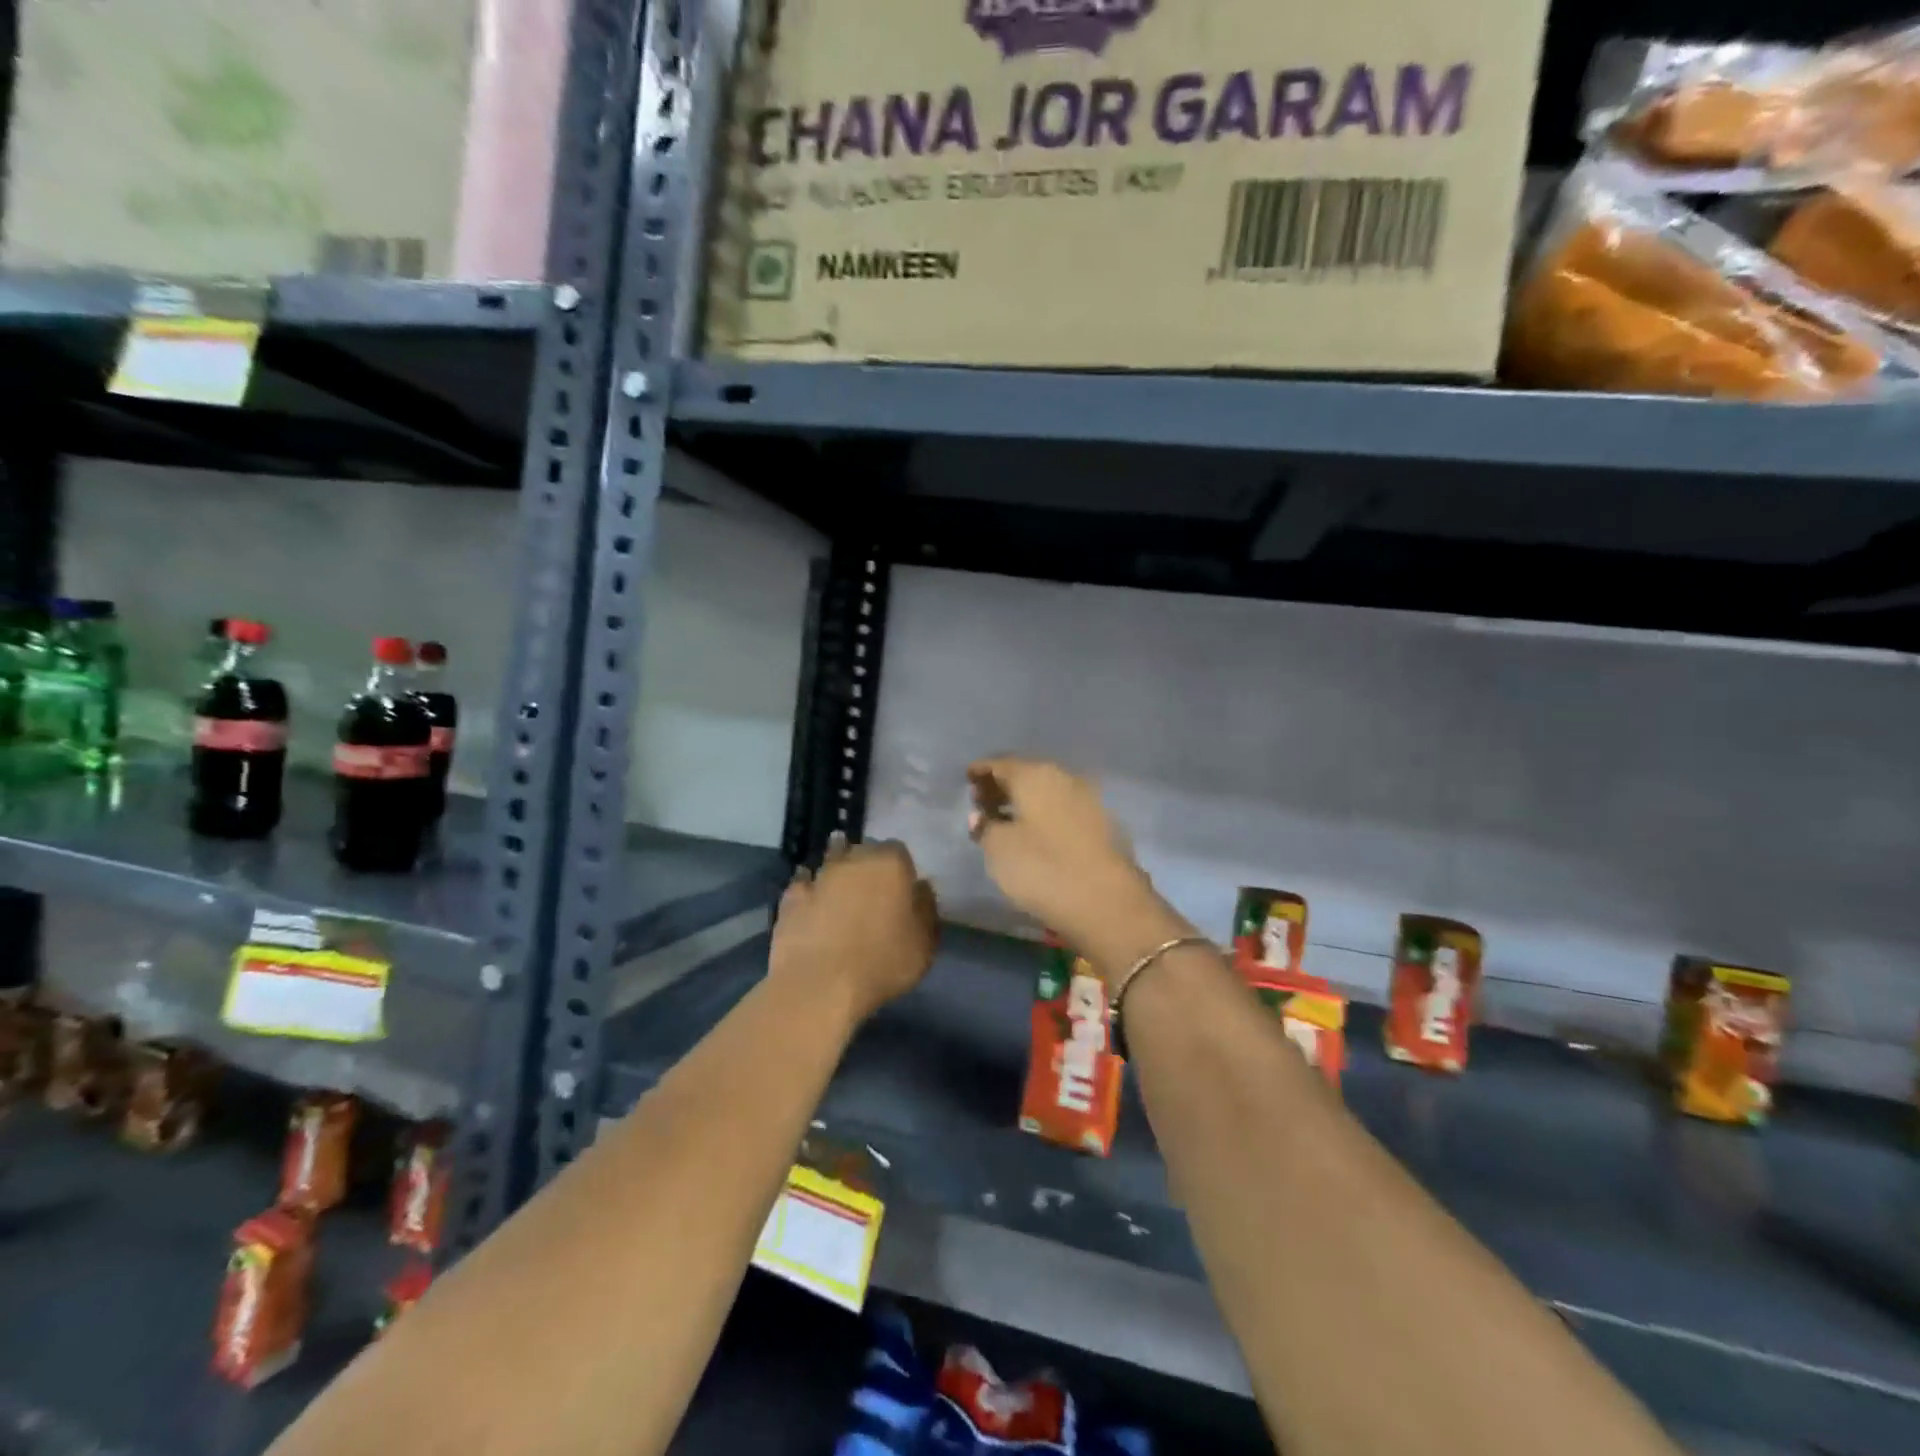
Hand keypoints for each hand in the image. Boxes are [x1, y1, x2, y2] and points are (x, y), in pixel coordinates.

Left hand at [770, 834, 937, 1023]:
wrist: (819, 984)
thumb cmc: (882, 963)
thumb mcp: (924, 944)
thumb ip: (926, 909)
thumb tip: (921, 888)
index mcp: (890, 864)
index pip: (899, 851)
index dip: (900, 869)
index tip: (901, 890)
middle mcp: (854, 859)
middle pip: (863, 851)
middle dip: (868, 865)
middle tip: (872, 892)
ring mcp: (819, 875)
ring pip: (831, 861)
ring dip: (837, 872)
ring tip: (841, 891)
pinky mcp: (791, 896)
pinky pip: (803, 884)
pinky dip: (809, 889)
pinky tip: (811, 901)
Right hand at [966, 757, 1166, 960]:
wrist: (1108, 903)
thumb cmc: (1043, 870)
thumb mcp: (999, 850)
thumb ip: (985, 827)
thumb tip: (980, 815)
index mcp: (1034, 776)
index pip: (1000, 763)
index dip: (981, 770)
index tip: (967, 778)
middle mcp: (1063, 777)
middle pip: (1026, 774)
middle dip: (1003, 785)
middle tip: (982, 801)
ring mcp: (1088, 799)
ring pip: (1047, 791)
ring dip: (1025, 801)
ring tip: (1005, 819)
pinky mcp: (1103, 824)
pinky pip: (1063, 809)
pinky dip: (1045, 814)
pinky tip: (1035, 833)